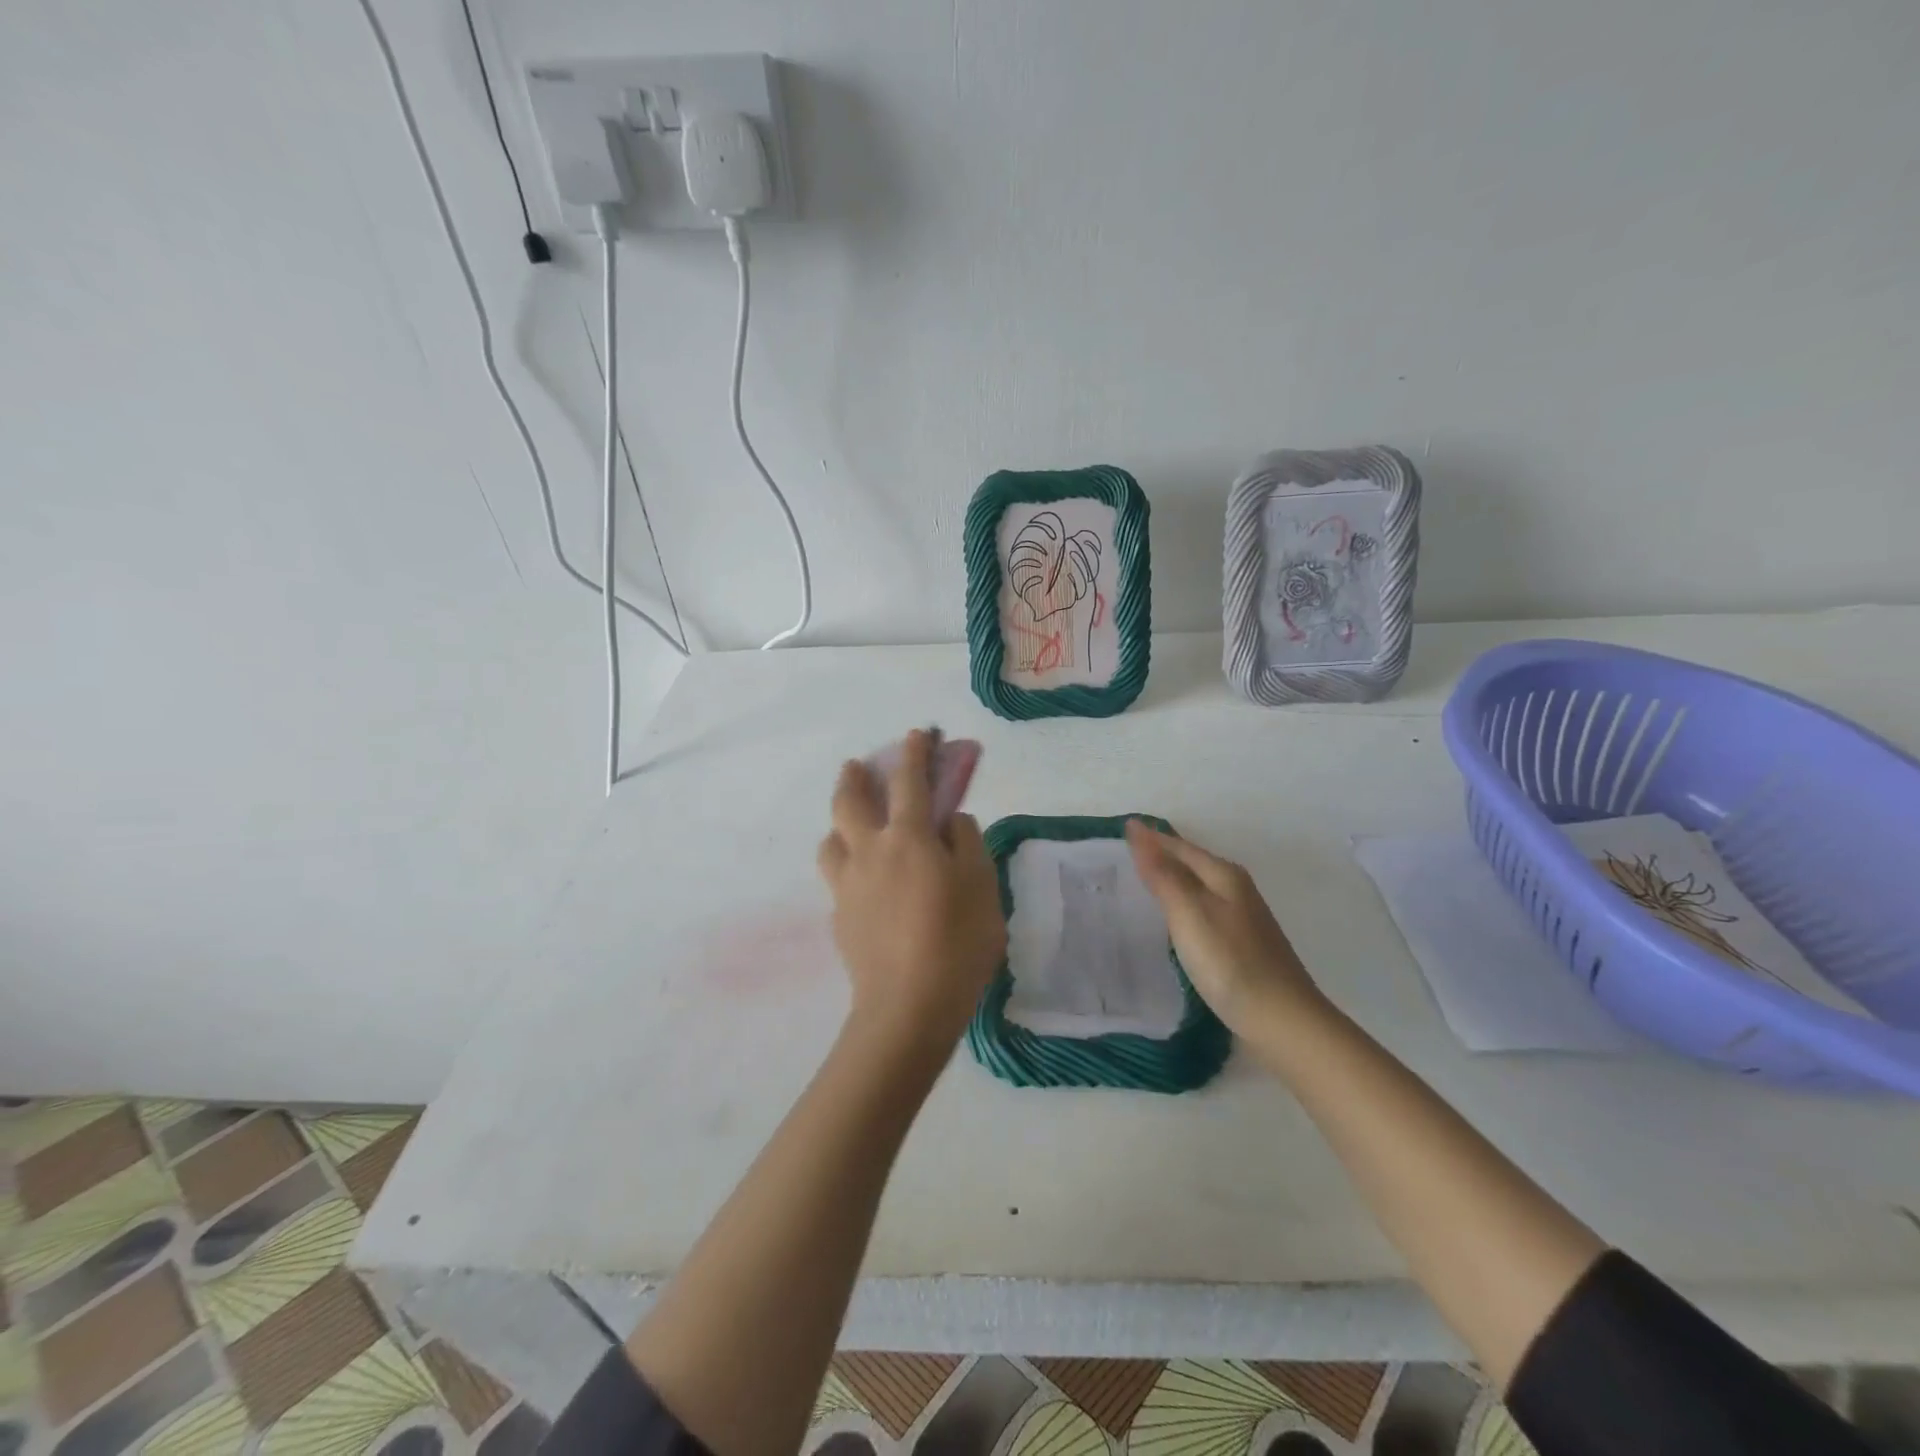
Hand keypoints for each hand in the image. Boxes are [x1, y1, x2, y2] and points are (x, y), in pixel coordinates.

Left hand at [818, 731, 1006, 1057]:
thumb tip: (951, 820)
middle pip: (849, 801)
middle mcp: (870, 851)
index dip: (914, 753)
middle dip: (854, 775)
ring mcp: (848, 884)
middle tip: (858, 765)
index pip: (909, 781)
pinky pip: (837, 874)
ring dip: (840, 820)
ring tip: (854, 825)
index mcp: (909, 838)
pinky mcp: (839, 915)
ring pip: (831, 837)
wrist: (907, 1008)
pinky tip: (864, 878)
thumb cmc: (957, 942)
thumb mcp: (982, 886)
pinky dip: (846, 861)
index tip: (917, 733)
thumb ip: (967, 843)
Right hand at [1125, 820, 1325, 1036]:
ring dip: (1170, 882)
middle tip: (1120, 854)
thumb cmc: (1230, 962)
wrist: (1283, 1022)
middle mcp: (1235, 889)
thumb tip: (1137, 828)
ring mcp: (1241, 918)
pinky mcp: (1241, 945)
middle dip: (1159, 856)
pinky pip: (1202, 912)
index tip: (1120, 830)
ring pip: (1197, 888)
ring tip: (1137, 884)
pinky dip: (1181, 908)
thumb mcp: (1189, 912)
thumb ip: (1162, 873)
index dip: (1150, 838)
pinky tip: (1170, 922)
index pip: (1179, 846)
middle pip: (1191, 863)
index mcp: (1223, 875)